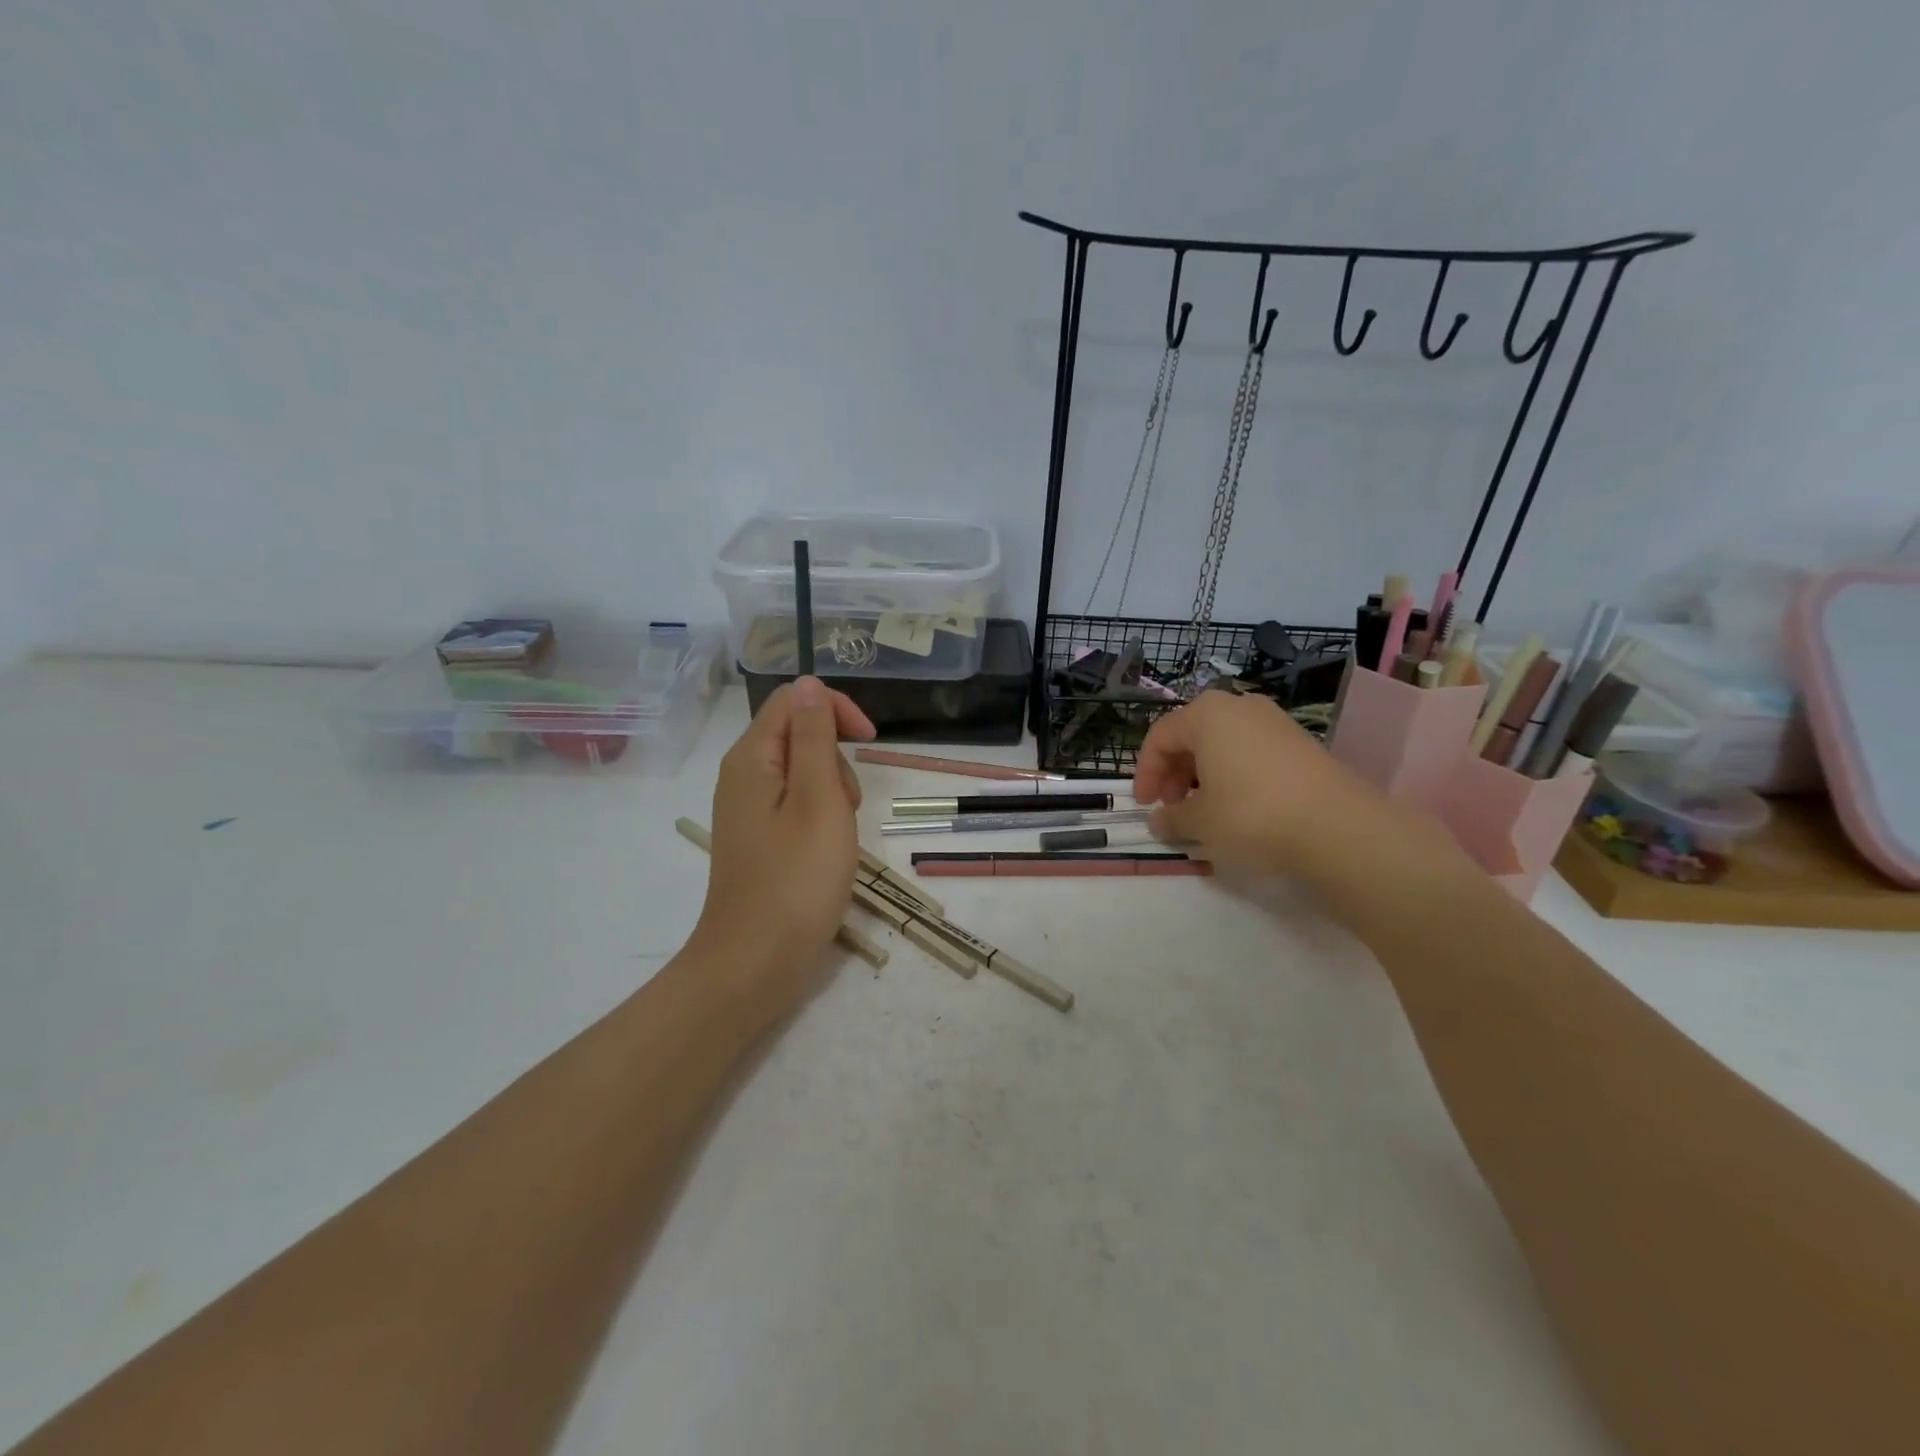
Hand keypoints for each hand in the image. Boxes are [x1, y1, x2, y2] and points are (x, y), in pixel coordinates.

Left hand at [690, 678, 875, 1007]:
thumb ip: (816, 738)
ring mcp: (749, 810)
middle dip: (836, 758)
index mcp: (752, 759)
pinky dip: (821, 817)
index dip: (835, 710)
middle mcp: (743, 776)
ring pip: (803, 773)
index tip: (871, 741)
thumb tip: (809, 683)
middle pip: (798, 735)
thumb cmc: (796, 880)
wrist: (755, 963)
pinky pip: (797, 805)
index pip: (794, 701)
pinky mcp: (759, 838)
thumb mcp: (819, 800)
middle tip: (847, 806)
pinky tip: (828, 850)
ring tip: (839, 835)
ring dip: (833, 791)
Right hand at [1132, 689, 1419, 878]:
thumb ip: (1172, 819)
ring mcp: (1274, 721)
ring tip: (1204, 810)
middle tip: (1172, 808)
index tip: (1145, 806)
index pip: (1159, 737)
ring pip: (1222, 743)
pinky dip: (1233, 774)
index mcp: (1206, 715)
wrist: (1337, 827)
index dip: (1145, 773)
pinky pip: (1250, 752)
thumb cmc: (1252, 815)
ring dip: (1203, 775)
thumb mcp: (1200, 822)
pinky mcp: (1299, 742)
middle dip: (1174, 773)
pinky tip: (1238, 807)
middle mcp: (1239, 707)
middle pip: (1191, 736)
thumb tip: (1159, 821)